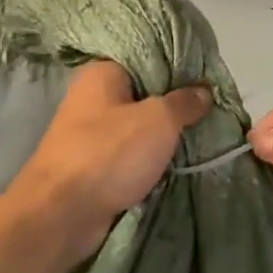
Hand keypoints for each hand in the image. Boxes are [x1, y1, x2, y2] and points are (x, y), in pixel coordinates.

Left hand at [2, 60, 212, 272]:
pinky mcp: (92, 166)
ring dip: (163, 138)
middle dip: (174, 106)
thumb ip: (183, 102)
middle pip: (143, 94)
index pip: (147, 58)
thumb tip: (204, 91)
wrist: (61, 213)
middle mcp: (91, 97)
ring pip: (137, 128)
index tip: (209, 80)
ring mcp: (89, 134)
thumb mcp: (158, 120)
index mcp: (102, 73)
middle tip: (211, 112)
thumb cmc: (109, 153)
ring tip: (202, 138)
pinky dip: (148, 161)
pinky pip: (129, 155)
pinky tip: (176, 164)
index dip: (179, 68)